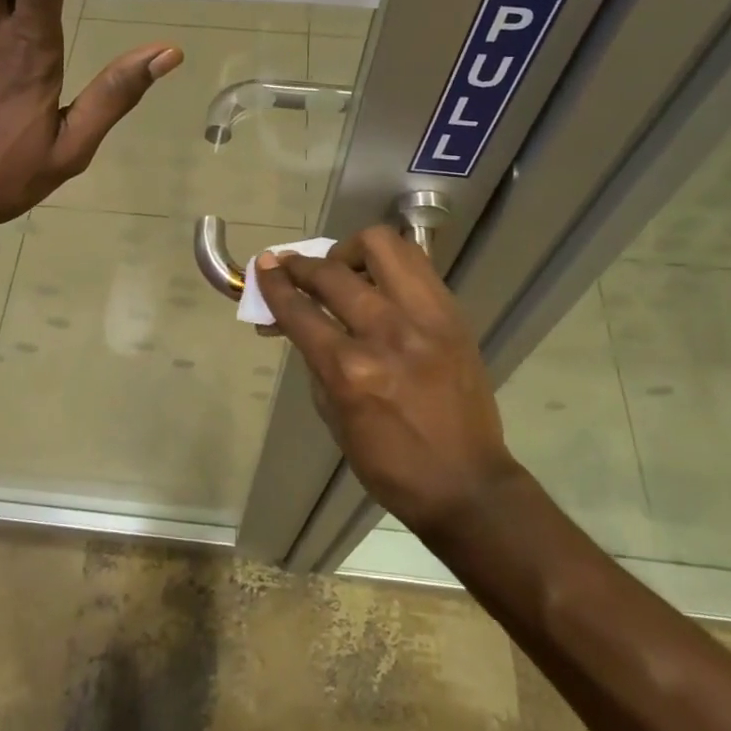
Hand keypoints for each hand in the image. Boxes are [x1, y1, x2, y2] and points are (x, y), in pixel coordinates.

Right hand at [254, 227, 522, 535]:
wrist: (467, 483)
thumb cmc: (390, 464)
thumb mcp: (334, 417)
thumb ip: (316, 361)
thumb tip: (297, 321)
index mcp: (351, 371)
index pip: (300, 311)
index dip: (274, 284)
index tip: (263, 266)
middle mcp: (388, 334)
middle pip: (333, 272)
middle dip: (302, 265)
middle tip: (293, 268)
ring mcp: (427, 319)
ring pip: (383, 246)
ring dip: (350, 251)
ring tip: (343, 269)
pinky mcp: (454, 315)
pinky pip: (417, 265)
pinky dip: (388, 264)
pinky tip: (378, 282)